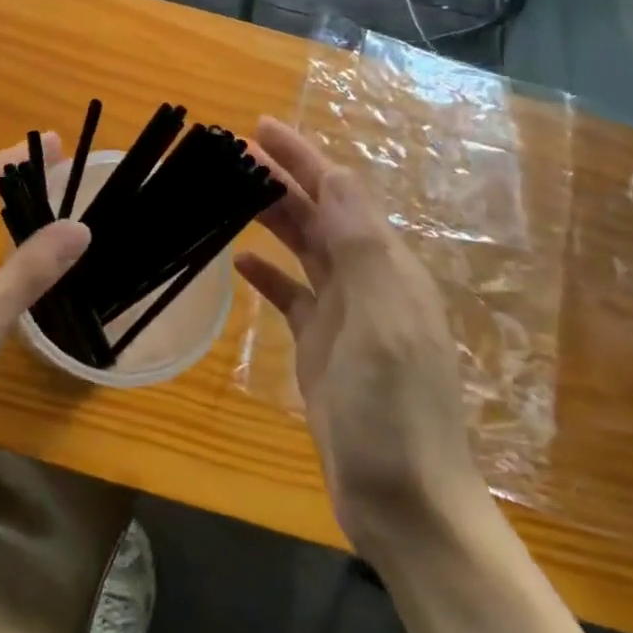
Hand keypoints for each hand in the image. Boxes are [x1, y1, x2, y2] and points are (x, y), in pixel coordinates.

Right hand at [237, 119, 487, 557]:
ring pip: (303, 249)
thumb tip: (336, 175)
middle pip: (319, 215)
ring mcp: (344, 316)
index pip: (340, 194)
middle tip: (230, 151)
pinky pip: (291, 294)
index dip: (303, 158)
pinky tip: (241, 261)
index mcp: (387, 270)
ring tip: (228, 191)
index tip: (260, 127)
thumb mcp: (382, 326)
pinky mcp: (322, 347)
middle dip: (280, 178)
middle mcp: (368, 283)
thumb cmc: (394, 413)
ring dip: (271, 217)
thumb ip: (362, 249)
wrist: (404, 505)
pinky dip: (268, 273)